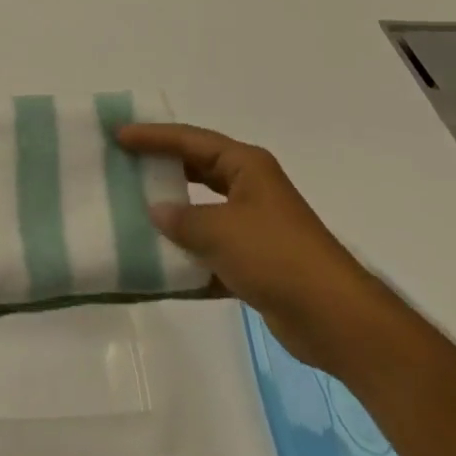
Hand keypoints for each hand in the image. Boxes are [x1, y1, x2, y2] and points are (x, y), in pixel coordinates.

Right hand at [116, 123, 387, 375]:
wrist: (336, 320)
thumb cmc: (277, 256)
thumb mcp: (221, 230)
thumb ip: (183, 219)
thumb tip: (156, 210)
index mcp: (246, 166)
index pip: (190, 140)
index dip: (153, 136)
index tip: (118, 135)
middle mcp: (250, 189)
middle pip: (197, 170)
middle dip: (162, 169)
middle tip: (123, 164)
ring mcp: (254, 227)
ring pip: (203, 212)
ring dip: (174, 216)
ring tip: (133, 211)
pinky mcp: (256, 264)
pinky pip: (212, 252)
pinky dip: (189, 258)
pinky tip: (160, 266)